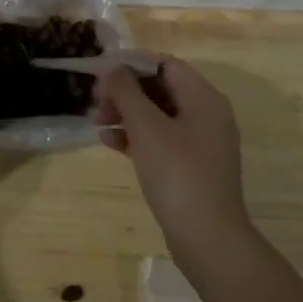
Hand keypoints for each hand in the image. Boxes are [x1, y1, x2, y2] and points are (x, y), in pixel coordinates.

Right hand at [94, 58, 249, 252]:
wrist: (207, 238)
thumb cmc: (177, 173)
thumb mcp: (146, 127)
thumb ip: (126, 91)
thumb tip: (112, 67)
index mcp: (203, 98)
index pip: (164, 64)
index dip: (131, 63)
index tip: (100, 72)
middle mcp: (206, 114)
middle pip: (160, 88)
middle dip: (125, 91)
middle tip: (95, 102)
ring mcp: (199, 142)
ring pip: (156, 115)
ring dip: (125, 114)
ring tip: (97, 123)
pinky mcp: (190, 166)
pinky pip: (159, 140)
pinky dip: (135, 137)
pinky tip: (109, 143)